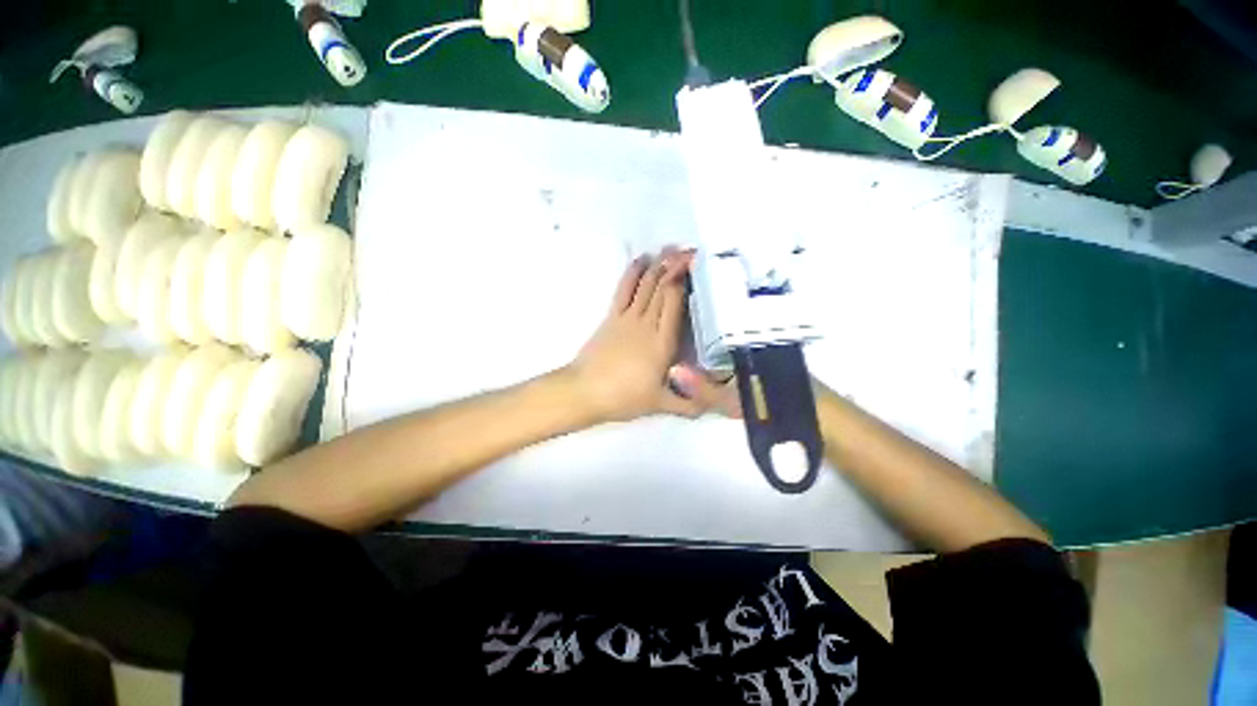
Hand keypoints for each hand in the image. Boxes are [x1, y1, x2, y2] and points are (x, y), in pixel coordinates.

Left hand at [568, 249, 740, 422]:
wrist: (585, 392)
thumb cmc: (624, 398)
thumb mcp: (661, 405)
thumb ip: (689, 405)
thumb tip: (716, 406)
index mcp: (662, 342)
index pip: (675, 301)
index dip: (685, 279)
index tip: (697, 264)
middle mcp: (647, 323)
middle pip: (662, 287)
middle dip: (676, 265)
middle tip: (690, 249)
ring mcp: (627, 317)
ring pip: (645, 284)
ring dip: (658, 264)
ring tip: (670, 248)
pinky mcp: (612, 317)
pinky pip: (624, 289)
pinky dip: (633, 272)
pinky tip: (641, 260)